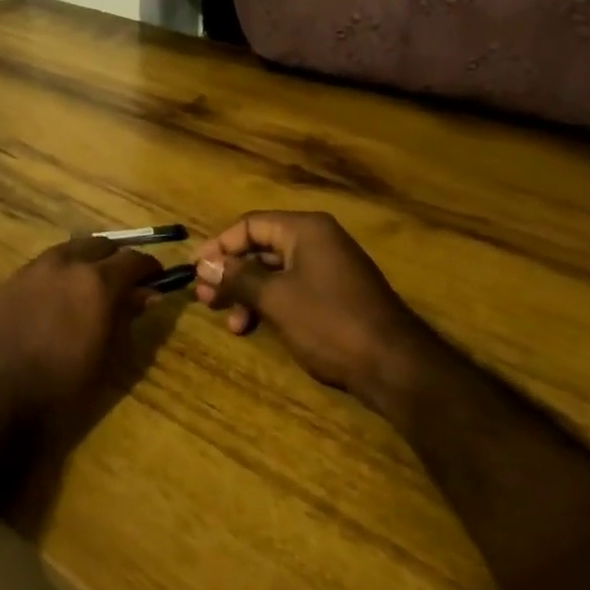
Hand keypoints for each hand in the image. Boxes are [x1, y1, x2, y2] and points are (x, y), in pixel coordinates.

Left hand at [0, 236, 162, 446]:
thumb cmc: (63, 387)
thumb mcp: (108, 356)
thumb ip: (128, 317)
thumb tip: (147, 294)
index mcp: (97, 281)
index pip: (134, 260)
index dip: (149, 269)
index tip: (156, 281)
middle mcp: (66, 263)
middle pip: (101, 246)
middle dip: (117, 260)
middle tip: (125, 283)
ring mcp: (34, 269)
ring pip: (70, 250)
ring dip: (87, 262)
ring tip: (91, 288)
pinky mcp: (11, 282)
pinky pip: (45, 265)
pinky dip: (60, 272)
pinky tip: (60, 297)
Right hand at [194, 211, 438, 405]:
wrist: (393, 365)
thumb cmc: (329, 322)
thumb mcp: (276, 298)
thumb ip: (238, 278)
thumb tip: (204, 265)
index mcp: (306, 230)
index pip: (250, 224)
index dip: (219, 246)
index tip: (196, 271)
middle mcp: (318, 241)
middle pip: (261, 248)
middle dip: (231, 273)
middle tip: (205, 299)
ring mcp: (329, 269)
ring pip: (274, 272)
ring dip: (246, 293)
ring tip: (229, 321)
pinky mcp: (334, 295)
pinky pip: (291, 289)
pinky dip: (268, 304)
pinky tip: (253, 327)